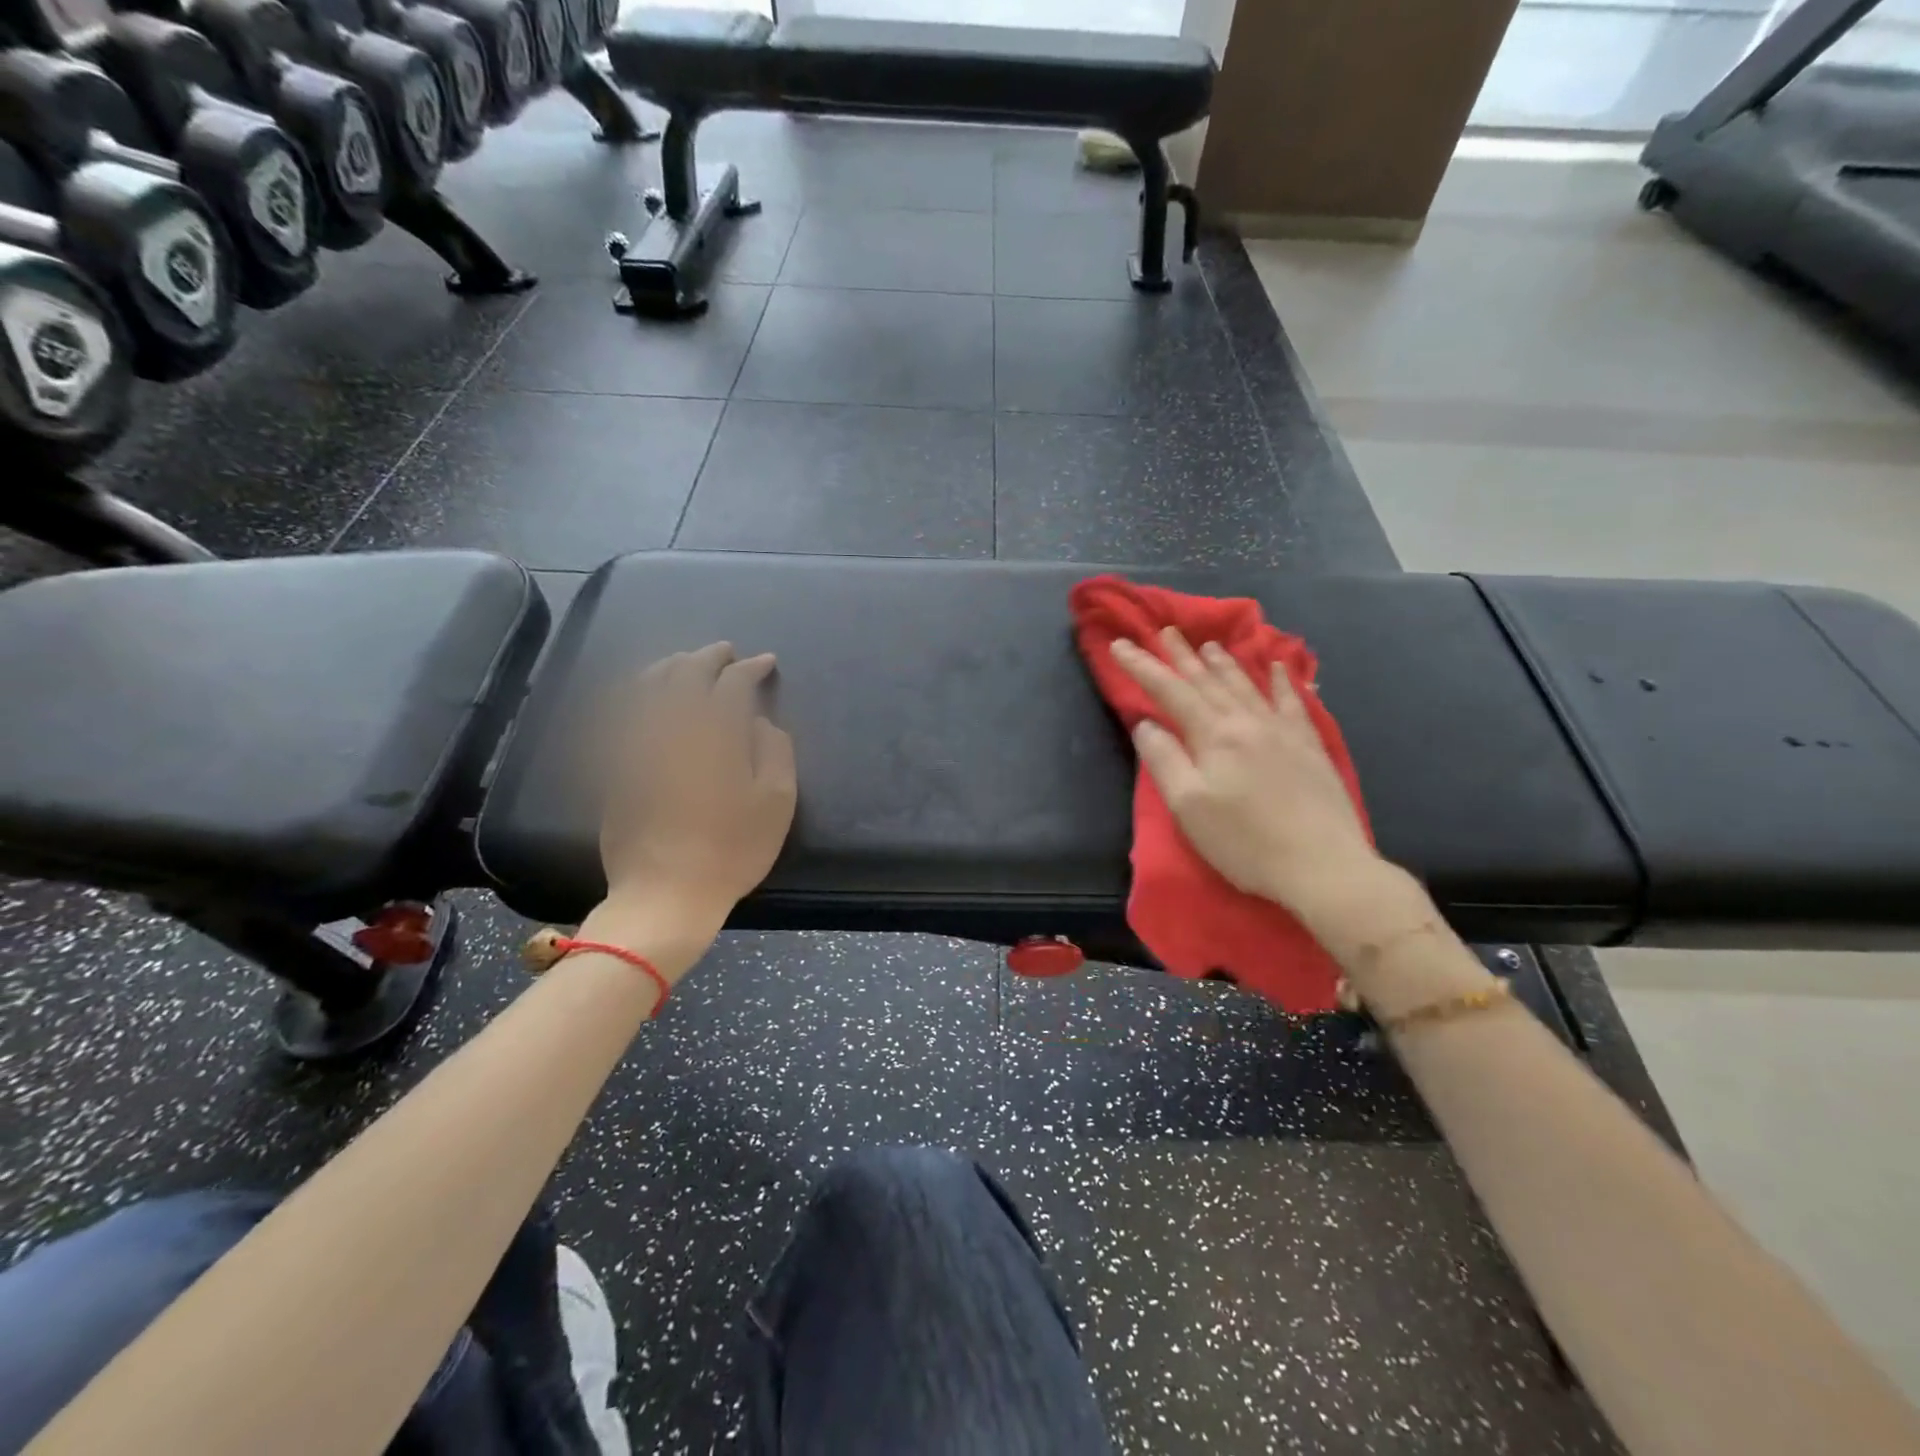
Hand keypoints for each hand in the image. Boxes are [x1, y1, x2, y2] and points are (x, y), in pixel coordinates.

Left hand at [595, 643, 796, 924]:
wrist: (664, 894)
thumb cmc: (732, 851)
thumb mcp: (777, 804)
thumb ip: (774, 751)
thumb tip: (757, 723)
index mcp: (715, 734)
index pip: (732, 683)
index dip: (751, 668)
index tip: (765, 663)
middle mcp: (672, 728)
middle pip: (686, 674)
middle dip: (709, 657)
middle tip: (727, 652)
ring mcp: (637, 744)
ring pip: (648, 686)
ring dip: (671, 666)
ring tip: (687, 663)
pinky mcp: (616, 765)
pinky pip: (623, 713)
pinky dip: (639, 692)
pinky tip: (648, 694)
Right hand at [1110, 629, 1378, 914]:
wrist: (1323, 866)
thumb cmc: (1245, 841)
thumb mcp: (1189, 806)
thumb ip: (1164, 760)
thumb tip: (1146, 723)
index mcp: (1214, 735)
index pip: (1170, 692)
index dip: (1142, 667)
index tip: (1119, 645)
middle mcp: (1248, 722)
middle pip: (1208, 681)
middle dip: (1182, 656)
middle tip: (1165, 631)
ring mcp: (1283, 731)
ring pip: (1246, 686)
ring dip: (1224, 664)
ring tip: (1209, 645)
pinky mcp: (1309, 746)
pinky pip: (1292, 702)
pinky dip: (1282, 681)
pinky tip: (1278, 667)